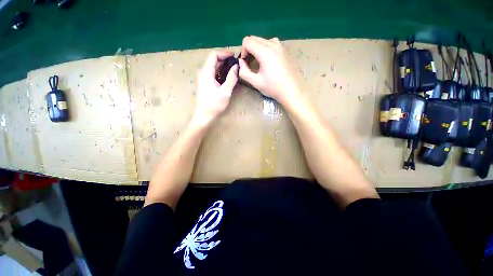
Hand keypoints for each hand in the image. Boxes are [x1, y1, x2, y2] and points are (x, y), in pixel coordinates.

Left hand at [193, 51, 237, 126]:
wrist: (204, 116)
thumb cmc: (214, 105)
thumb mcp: (225, 92)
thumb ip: (231, 78)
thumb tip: (236, 67)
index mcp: (206, 73)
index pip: (214, 55)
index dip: (224, 54)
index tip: (235, 57)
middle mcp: (203, 73)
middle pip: (214, 61)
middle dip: (226, 60)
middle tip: (237, 64)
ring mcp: (204, 78)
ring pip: (214, 67)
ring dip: (224, 67)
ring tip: (234, 70)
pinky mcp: (206, 84)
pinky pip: (214, 74)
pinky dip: (221, 73)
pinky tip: (228, 78)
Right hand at [239, 36, 300, 103]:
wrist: (291, 91)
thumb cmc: (273, 88)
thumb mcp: (255, 82)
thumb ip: (244, 72)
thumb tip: (240, 63)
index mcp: (265, 52)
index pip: (247, 41)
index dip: (243, 52)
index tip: (245, 63)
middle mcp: (272, 44)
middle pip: (254, 38)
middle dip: (248, 49)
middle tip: (250, 64)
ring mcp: (279, 46)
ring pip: (262, 40)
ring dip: (256, 48)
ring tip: (258, 62)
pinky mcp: (283, 50)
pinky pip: (270, 43)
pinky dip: (264, 48)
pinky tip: (266, 60)